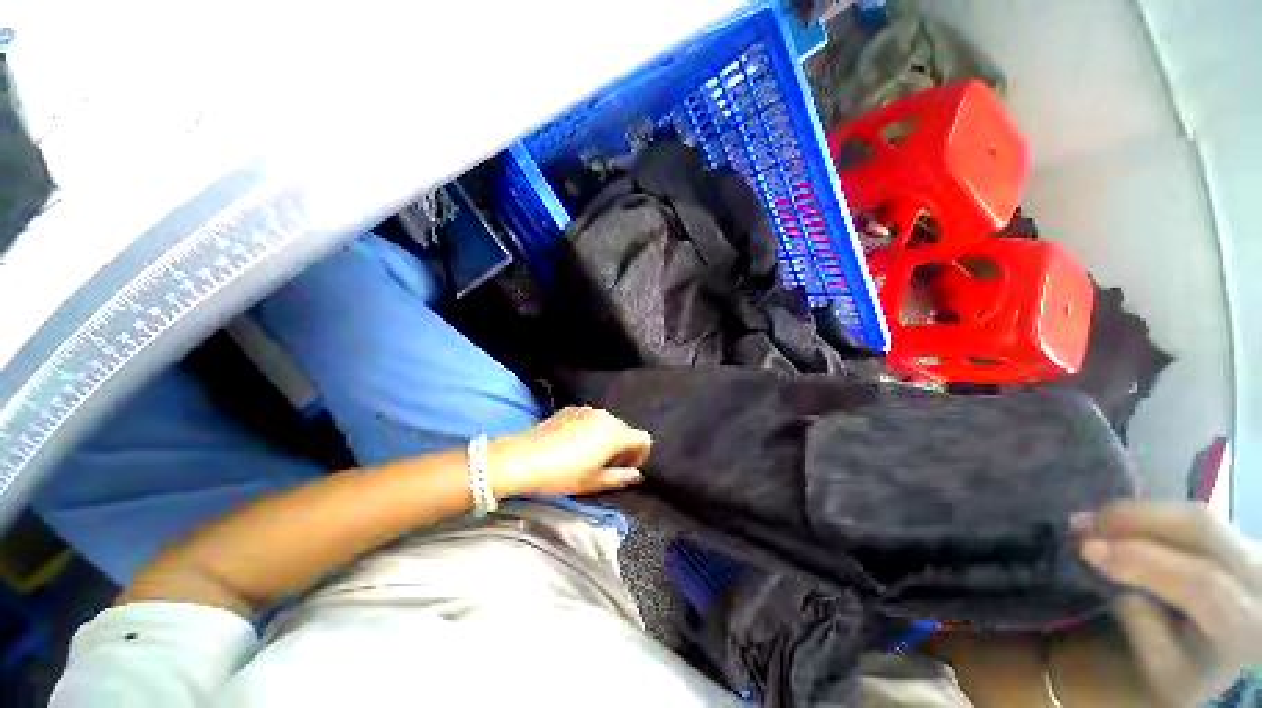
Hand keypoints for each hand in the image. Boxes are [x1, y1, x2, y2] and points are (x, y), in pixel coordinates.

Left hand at [488, 407, 652, 497]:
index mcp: (615, 434)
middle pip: (626, 429)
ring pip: (609, 422)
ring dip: (608, 437)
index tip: (626, 468)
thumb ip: (620, 477)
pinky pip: (591, 417)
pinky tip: (574, 443)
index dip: (640, 454)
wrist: (521, 458)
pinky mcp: (570, 408)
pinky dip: (592, 429)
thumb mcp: (593, 482)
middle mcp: (605, 416)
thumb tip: (637, 475)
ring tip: (590, 454)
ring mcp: (587, 409)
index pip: (643, 438)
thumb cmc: (561, 475)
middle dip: (624, 446)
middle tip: (607, 465)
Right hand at [1075, 501, 1261, 706]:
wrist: (1249, 657)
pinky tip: (1123, 521)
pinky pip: (1195, 520)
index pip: (1199, 582)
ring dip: (1141, 513)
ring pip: (1198, 516)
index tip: (1087, 550)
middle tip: (1082, 522)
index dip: (1143, 561)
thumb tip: (1118, 586)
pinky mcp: (1241, 540)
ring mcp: (1253, 550)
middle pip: (1202, 527)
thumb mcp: (1171, 676)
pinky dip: (1155, 517)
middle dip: (1138, 518)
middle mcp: (1257, 575)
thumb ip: (1148, 633)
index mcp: (1246, 622)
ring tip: (1094, 518)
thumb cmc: (1201, 680)